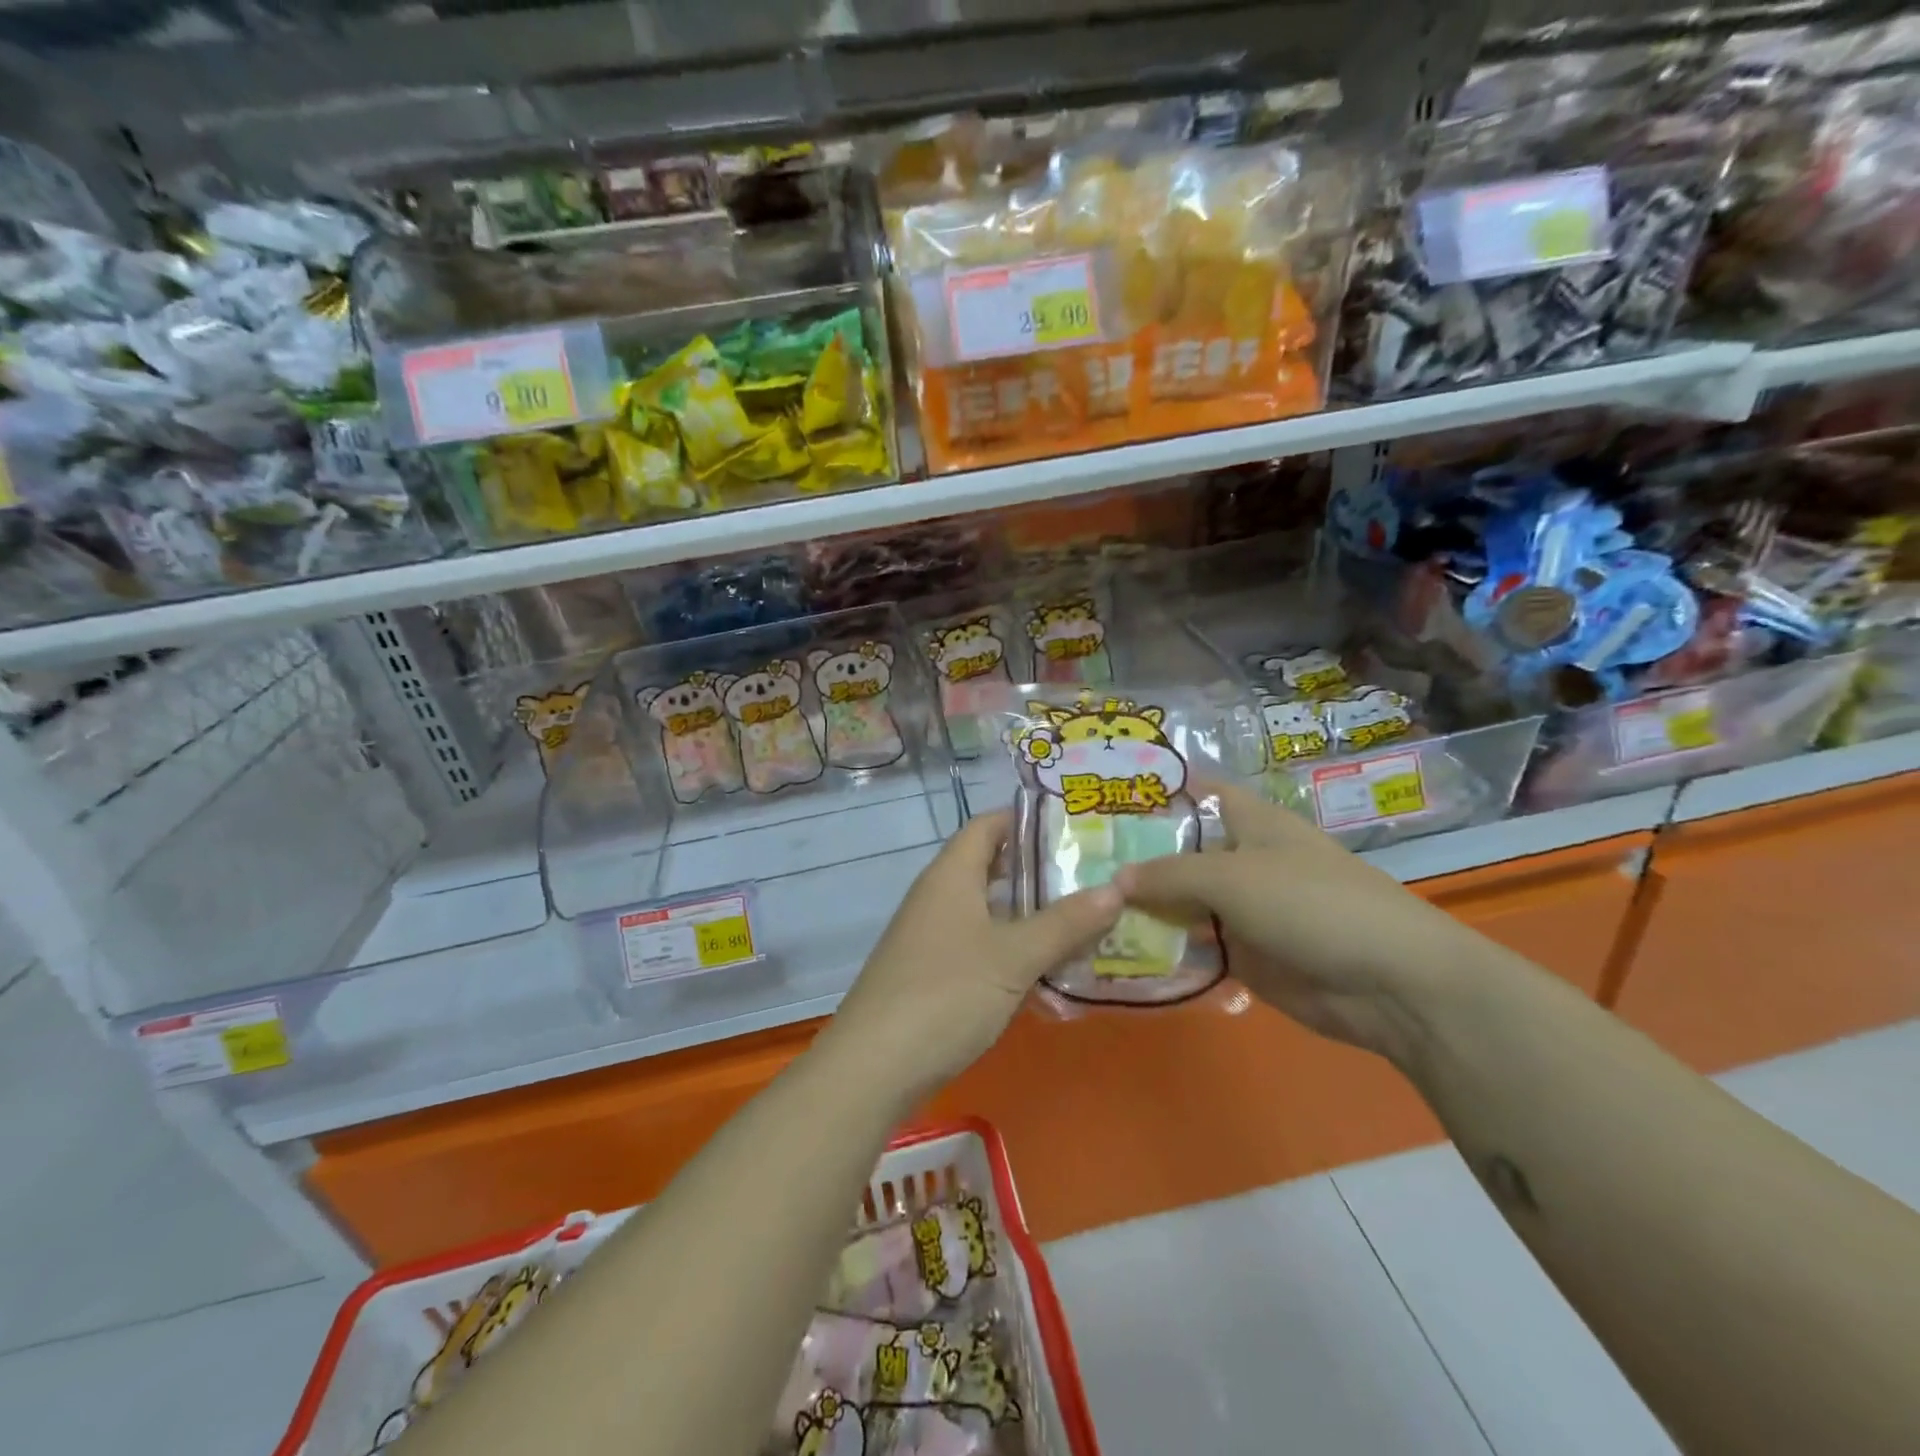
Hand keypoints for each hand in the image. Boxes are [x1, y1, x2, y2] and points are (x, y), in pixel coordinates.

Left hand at [827, 809, 1121, 1095]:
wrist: (874, 1067)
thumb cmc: (946, 993)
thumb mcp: (1014, 956)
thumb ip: (1065, 923)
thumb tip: (1116, 888)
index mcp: (951, 875)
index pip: (988, 825)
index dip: (1028, 819)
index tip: (1075, 827)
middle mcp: (938, 896)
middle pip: (991, 867)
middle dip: (1039, 871)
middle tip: (1092, 876)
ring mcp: (932, 937)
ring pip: (989, 911)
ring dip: (1030, 915)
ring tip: (1085, 920)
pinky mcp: (933, 974)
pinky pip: (981, 946)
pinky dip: (1014, 950)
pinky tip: (1049, 970)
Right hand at [1114, 782, 1489, 1063]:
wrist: (1389, 983)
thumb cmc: (1311, 904)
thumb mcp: (1232, 878)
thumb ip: (1169, 875)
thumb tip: (1114, 880)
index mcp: (1250, 822)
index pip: (1197, 793)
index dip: (1156, 791)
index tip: (1104, 797)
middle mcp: (1243, 860)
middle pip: (1180, 852)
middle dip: (1134, 858)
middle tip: (1074, 864)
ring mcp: (1243, 910)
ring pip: (1183, 902)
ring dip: (1144, 909)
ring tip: (1084, 910)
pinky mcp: (1246, 955)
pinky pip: (1195, 947)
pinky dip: (1165, 949)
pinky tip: (1119, 952)